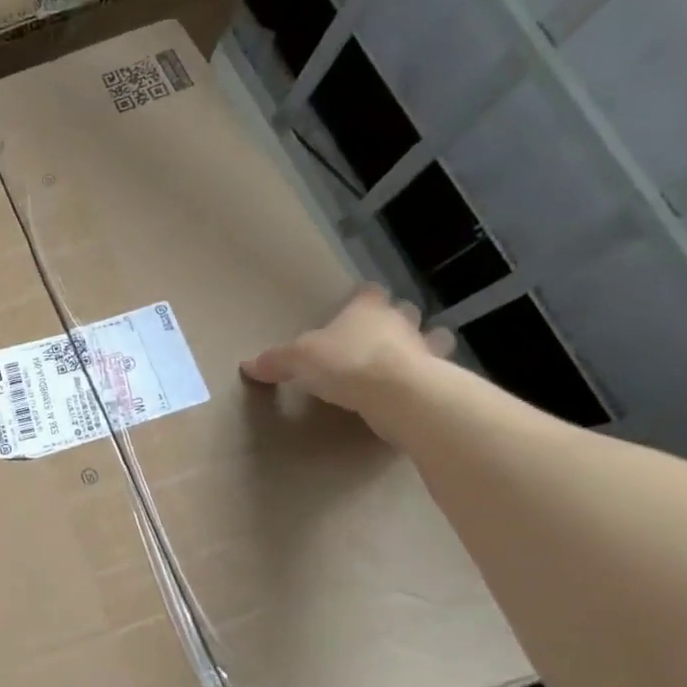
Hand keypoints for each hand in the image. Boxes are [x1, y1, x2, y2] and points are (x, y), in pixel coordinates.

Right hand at [241, 284, 453, 439]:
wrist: (397, 394)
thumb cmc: (345, 363)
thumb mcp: (297, 361)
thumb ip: (275, 361)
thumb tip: (247, 365)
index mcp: (366, 309)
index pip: (369, 292)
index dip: (364, 297)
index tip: (357, 303)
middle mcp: (400, 323)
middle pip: (405, 311)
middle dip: (398, 319)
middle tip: (382, 335)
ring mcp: (425, 349)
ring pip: (433, 338)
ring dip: (424, 346)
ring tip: (408, 360)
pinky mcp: (439, 379)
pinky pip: (436, 373)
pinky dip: (428, 378)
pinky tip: (414, 390)